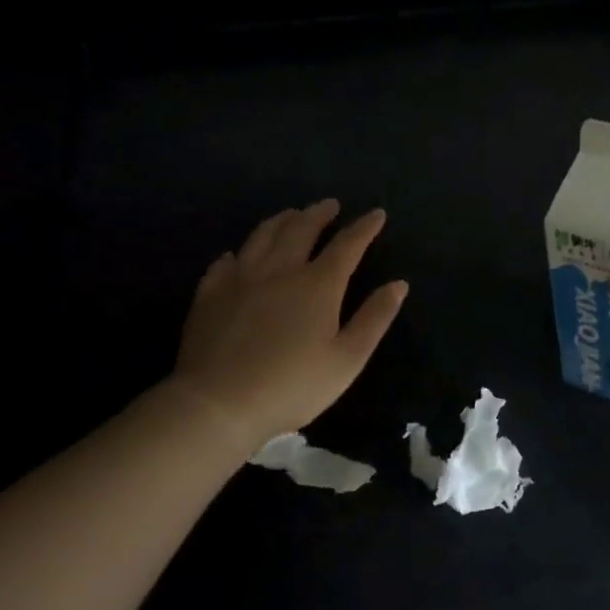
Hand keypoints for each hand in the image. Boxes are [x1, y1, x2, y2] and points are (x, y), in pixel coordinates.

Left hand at [169, 201, 407, 453]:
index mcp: (318, 284)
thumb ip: (375, 318)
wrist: (218, 405)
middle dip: (319, 213)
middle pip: (301, 229)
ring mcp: (240, 279)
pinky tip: (239, 255)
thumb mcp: (348, 358)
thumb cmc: (293, 385)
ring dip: (281, 221)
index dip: (364, 227)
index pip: (347, 244)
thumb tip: (399, 284)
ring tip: (292, 215)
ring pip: (262, 236)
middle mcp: (280, 270)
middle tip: (330, 204)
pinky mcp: (210, 295)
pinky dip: (239, 252)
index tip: (377, 214)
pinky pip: (225, 262)